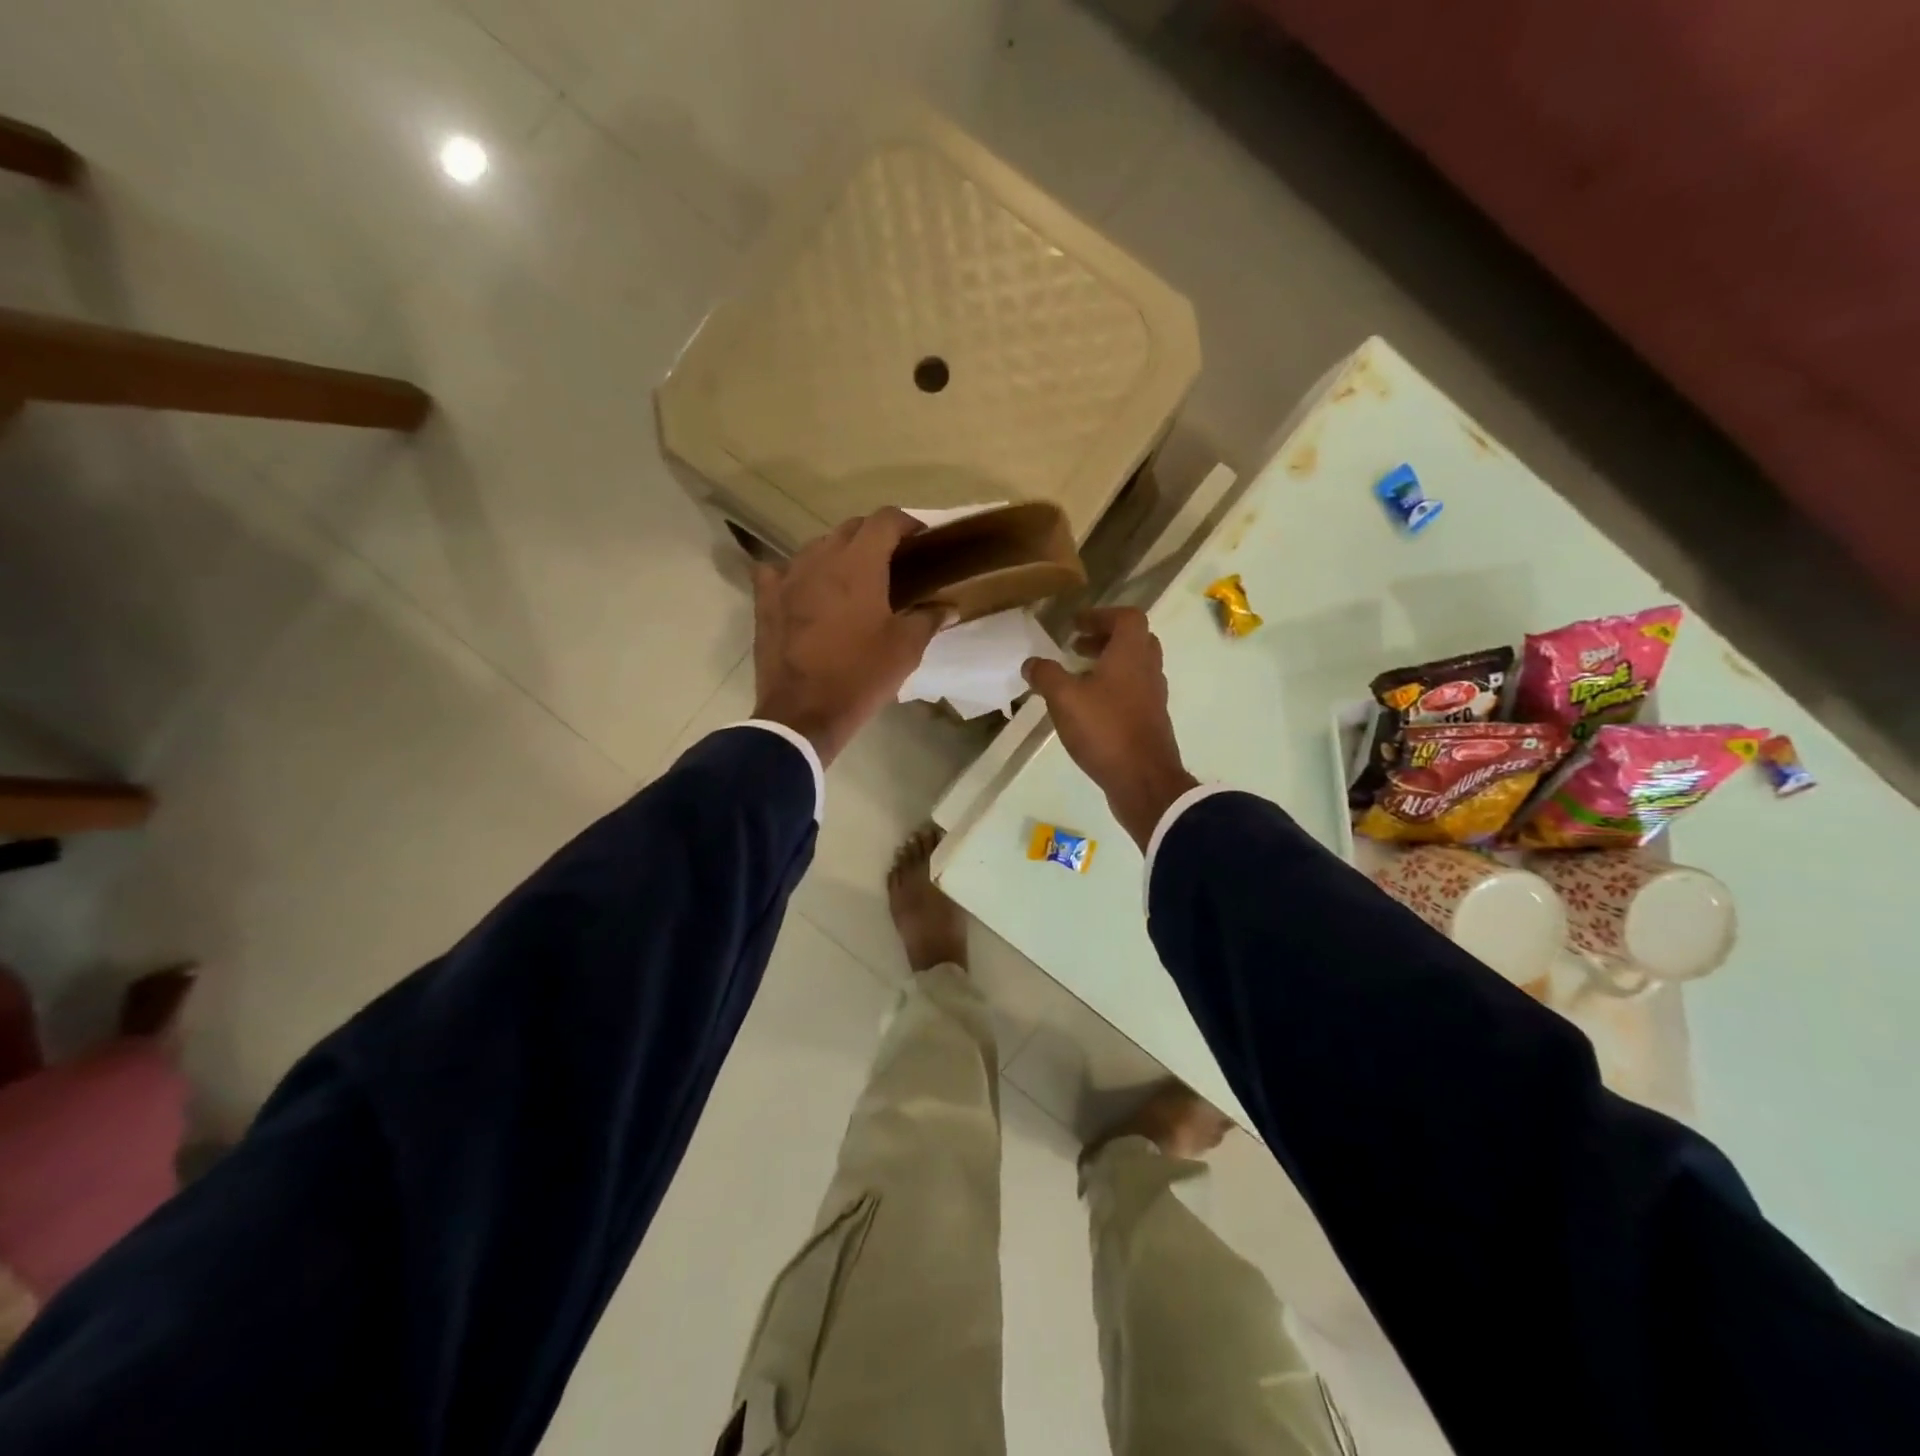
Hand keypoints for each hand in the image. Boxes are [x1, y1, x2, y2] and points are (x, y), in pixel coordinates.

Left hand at [751, 509, 945, 766]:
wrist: (803, 713)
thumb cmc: (860, 676)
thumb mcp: (905, 649)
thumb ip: (928, 619)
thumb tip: (947, 607)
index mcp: (859, 564)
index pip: (884, 520)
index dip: (906, 523)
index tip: (920, 539)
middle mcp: (821, 558)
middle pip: (850, 528)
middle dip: (874, 536)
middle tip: (892, 561)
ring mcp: (787, 577)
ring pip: (816, 546)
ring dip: (838, 553)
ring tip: (852, 577)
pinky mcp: (765, 599)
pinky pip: (778, 570)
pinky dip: (795, 573)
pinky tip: (804, 587)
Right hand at [1022, 607, 1197, 848]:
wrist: (1144, 781)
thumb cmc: (1105, 730)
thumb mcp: (1064, 699)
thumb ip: (1046, 676)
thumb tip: (1031, 663)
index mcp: (1131, 655)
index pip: (1127, 617)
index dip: (1101, 615)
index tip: (1075, 625)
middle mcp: (1148, 670)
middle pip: (1134, 640)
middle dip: (1105, 639)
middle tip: (1076, 647)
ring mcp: (1153, 698)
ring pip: (1135, 668)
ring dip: (1109, 665)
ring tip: (1078, 677)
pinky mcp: (1151, 722)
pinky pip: (1133, 693)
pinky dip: (1113, 689)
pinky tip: (1089, 709)